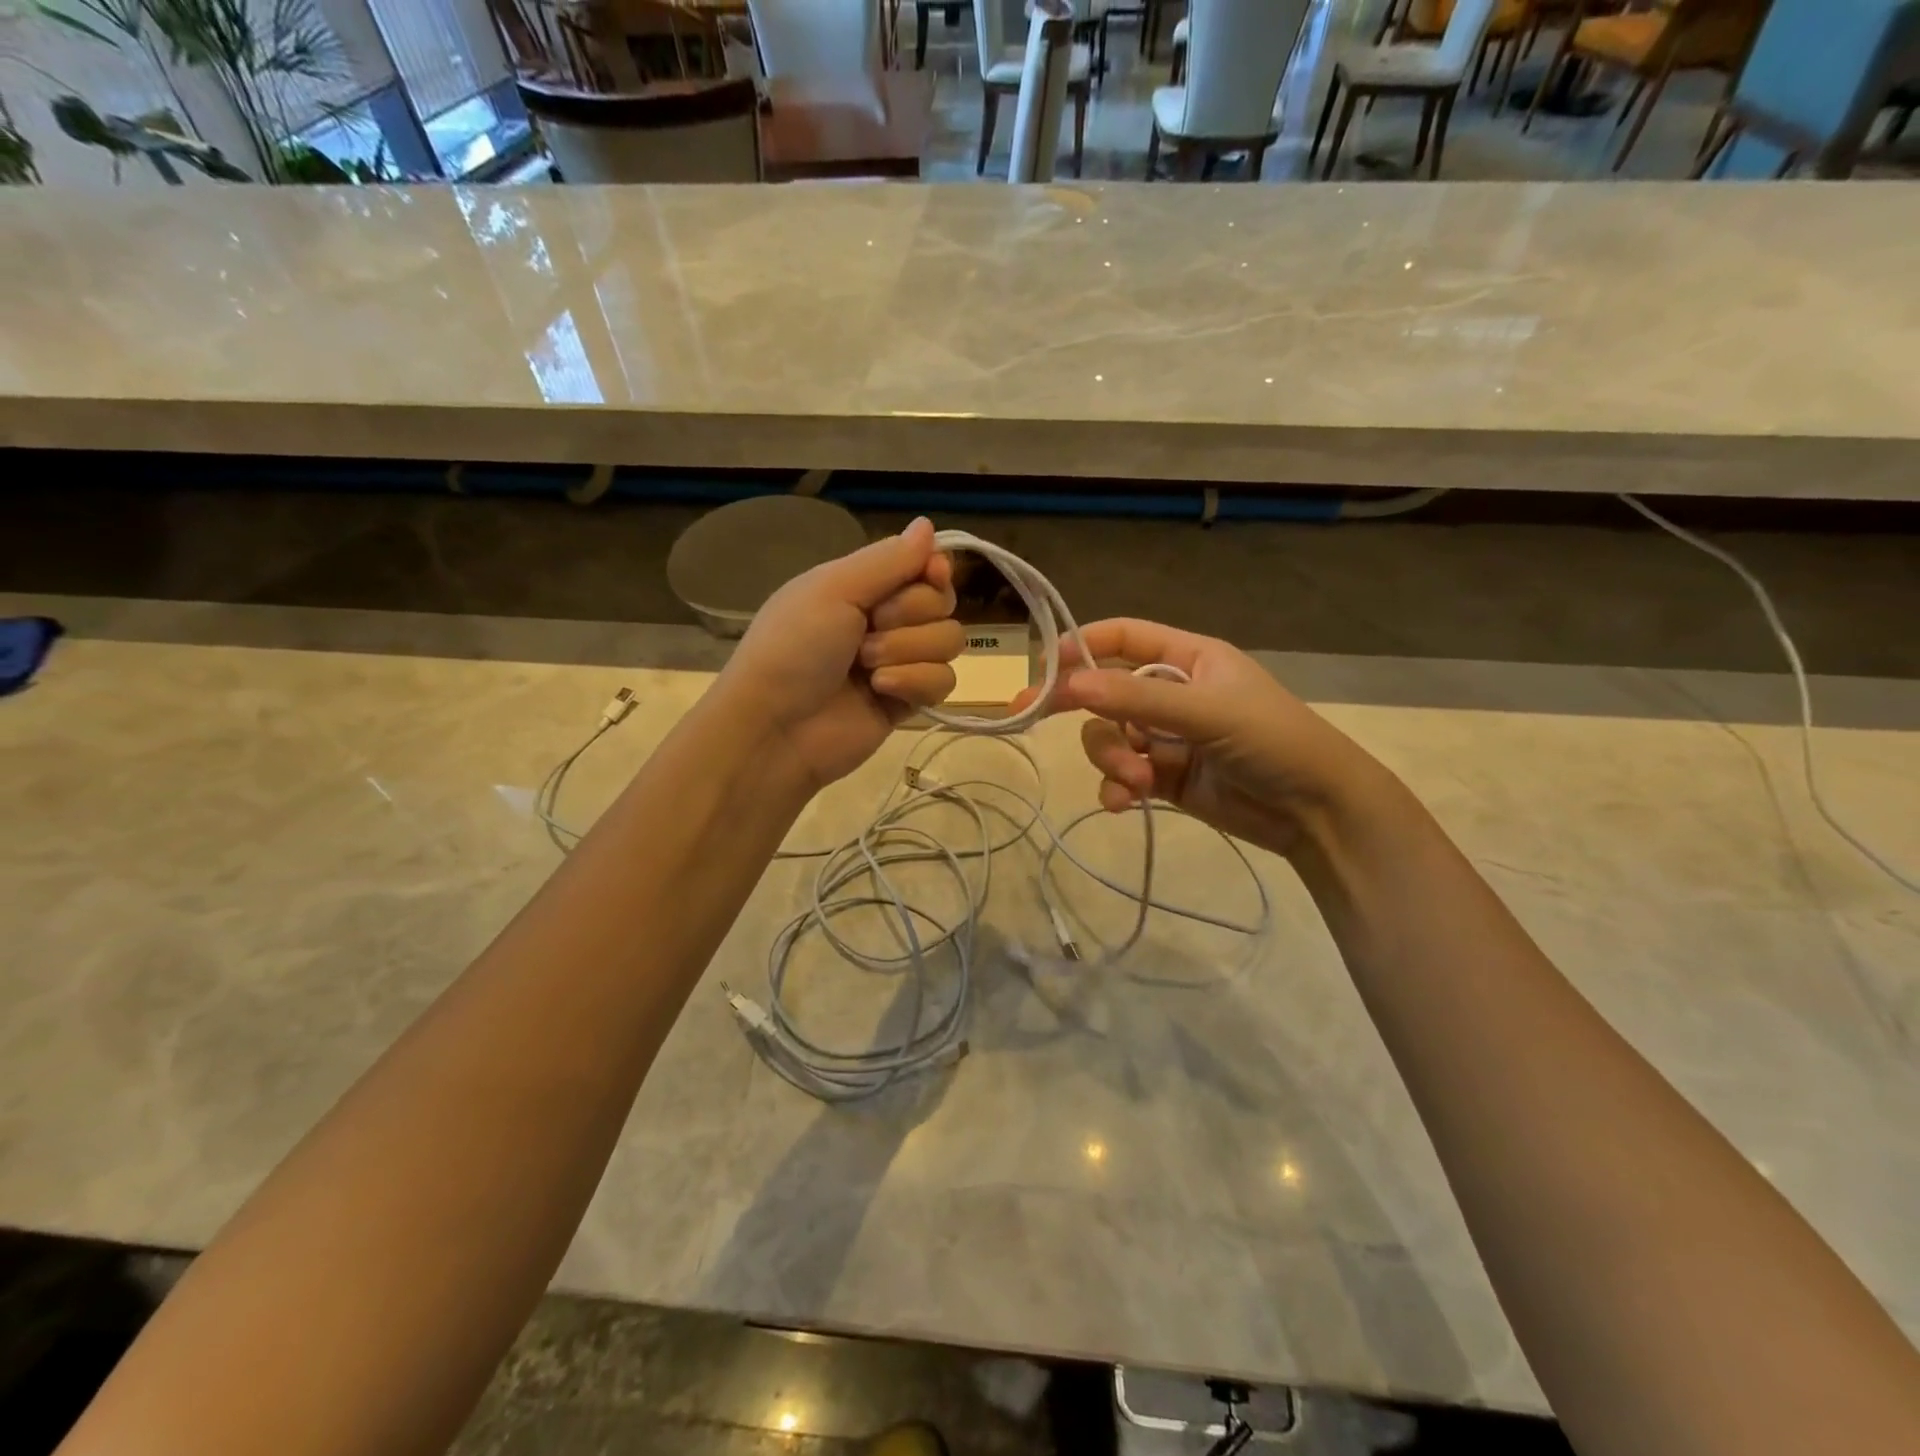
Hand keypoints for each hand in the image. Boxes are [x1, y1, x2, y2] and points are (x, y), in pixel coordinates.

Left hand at [714, 517, 961, 791]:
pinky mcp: (908, 701)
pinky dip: (916, 683)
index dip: (934, 570)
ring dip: (909, 650)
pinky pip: (944, 681)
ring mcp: (899, 662)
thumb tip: (928, 524)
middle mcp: (884, 620)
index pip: (922, 566)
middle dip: (911, 614)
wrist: (776, 728)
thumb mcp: (833, 589)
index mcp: (861, 587)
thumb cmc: (794, 648)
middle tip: (870, 629)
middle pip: (941, 602)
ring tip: (868, 668)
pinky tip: (881, 692)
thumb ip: (887, 560)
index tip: (932, 574)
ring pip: (948, 641)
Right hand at [1015, 618, 1380, 856]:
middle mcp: (1173, 693)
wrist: (1317, 811)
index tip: (1044, 664)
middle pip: (1105, 692)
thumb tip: (1070, 685)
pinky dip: (1116, 787)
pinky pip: (1122, 775)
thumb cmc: (1273, 741)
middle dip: (1081, 709)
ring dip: (1110, 758)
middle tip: (1029, 714)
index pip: (1124, 638)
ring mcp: (1166, 738)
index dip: (1083, 645)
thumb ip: (1137, 699)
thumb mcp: (1207, 712)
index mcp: (1189, 659)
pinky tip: (1124, 803)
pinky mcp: (1164, 778)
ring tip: (1133, 782)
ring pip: (1110, 737)